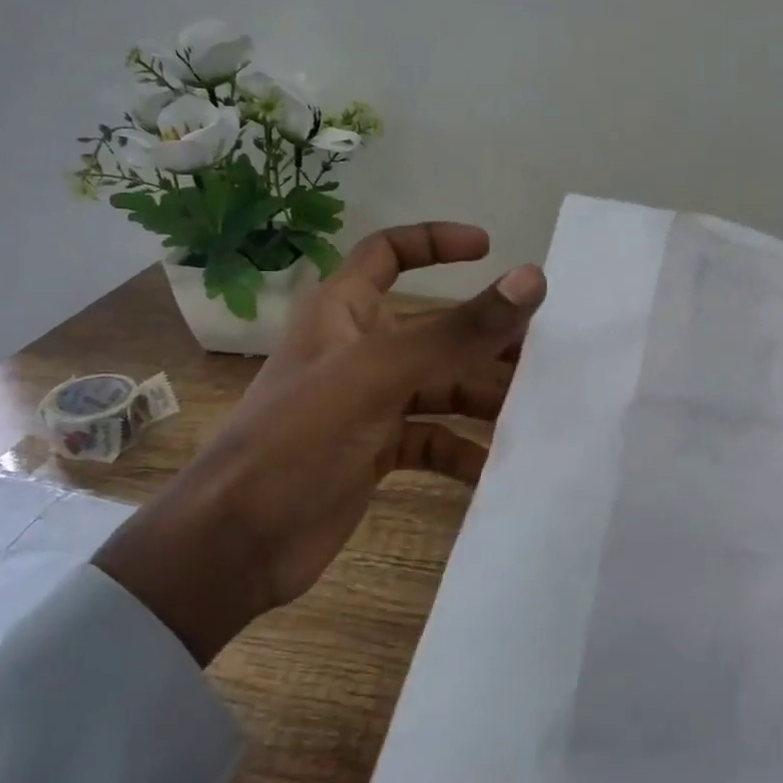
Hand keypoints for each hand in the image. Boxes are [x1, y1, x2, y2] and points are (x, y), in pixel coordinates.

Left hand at [97, 223, 544, 663]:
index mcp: (343, 311)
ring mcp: (368, 405)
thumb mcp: (381, 375)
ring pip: (440, 388)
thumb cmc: (300, 438)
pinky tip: (496, 467)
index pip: (389, 253)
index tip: (491, 249)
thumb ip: (457, 331)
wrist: (239, 541)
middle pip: (434, 330)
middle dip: (485, 338)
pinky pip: (432, 441)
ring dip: (483, 399)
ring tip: (533, 411)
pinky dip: (463, 450)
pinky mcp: (375, 453)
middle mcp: (359, 351)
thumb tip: (530, 279)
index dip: (435, 242)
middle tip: (543, 351)